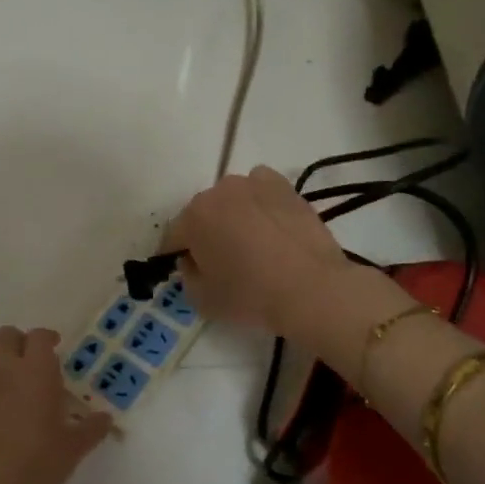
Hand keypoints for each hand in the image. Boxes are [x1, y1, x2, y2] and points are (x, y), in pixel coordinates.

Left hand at [0, 327, 114, 483]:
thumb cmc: (40, 462)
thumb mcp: (75, 447)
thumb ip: (93, 428)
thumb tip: (106, 418)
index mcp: (37, 372)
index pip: (39, 336)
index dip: (47, 337)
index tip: (56, 347)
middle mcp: (6, 371)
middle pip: (5, 335)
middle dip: (18, 341)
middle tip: (30, 360)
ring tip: (5, 378)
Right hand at [161, 166, 350, 333]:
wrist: (311, 288)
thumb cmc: (250, 296)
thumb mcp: (202, 300)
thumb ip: (187, 276)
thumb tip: (193, 261)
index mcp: (194, 217)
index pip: (173, 237)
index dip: (176, 256)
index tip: (188, 272)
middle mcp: (220, 191)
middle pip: (203, 214)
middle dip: (206, 233)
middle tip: (222, 261)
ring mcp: (255, 184)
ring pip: (233, 200)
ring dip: (234, 216)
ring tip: (252, 244)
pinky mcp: (285, 187)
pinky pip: (262, 191)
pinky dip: (261, 204)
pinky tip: (271, 227)